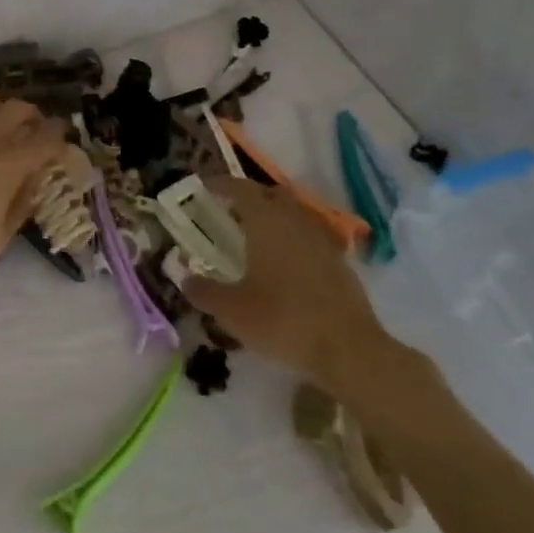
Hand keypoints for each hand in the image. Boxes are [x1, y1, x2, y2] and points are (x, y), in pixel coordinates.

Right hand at [180, 175, 409, 387]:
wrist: (349, 348)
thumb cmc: (283, 320)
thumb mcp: (233, 311)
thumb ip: (204, 292)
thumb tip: (184, 278)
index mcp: (266, 221)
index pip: (241, 188)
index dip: (222, 184)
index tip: (206, 186)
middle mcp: (294, 220)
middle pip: (271, 194)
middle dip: (251, 197)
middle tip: (231, 212)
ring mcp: (321, 239)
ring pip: (294, 214)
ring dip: (275, 218)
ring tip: (257, 239)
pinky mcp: (340, 261)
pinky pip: (311, 237)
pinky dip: (295, 241)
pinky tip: (287, 266)